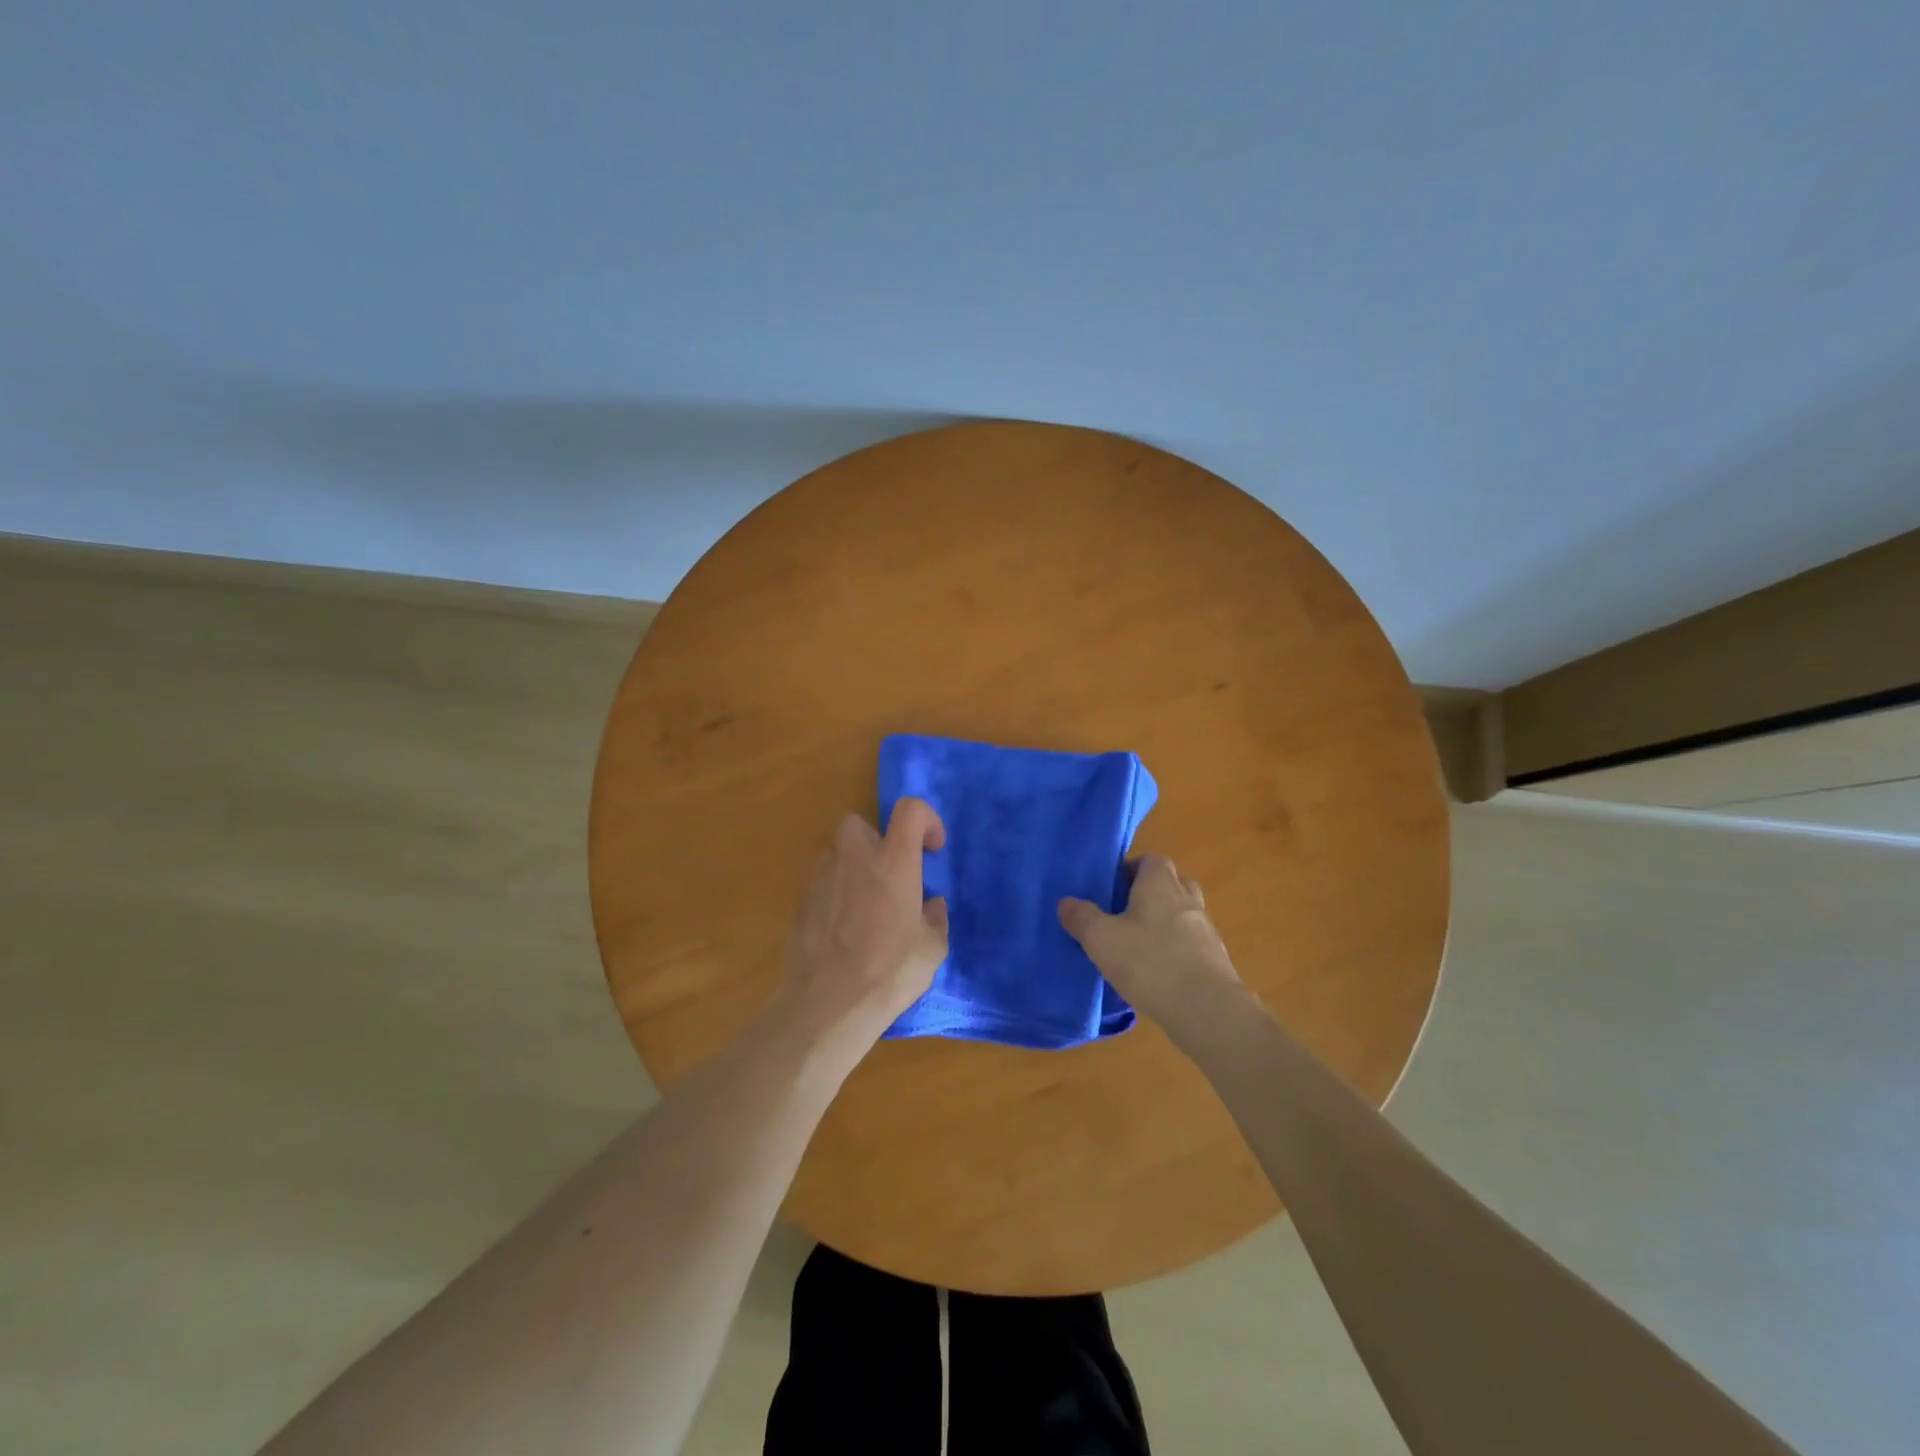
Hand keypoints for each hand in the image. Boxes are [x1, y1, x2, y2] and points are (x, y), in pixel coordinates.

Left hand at [774, 799, 948, 1056]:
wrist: (827, 1004)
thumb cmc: (889, 972)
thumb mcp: (932, 949)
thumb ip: (934, 918)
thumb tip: (930, 906)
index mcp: (894, 861)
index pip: (909, 810)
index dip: (926, 820)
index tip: (931, 850)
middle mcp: (855, 857)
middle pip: (861, 823)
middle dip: (878, 840)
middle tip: (892, 874)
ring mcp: (822, 876)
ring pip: (837, 850)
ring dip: (854, 865)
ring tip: (867, 901)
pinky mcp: (801, 900)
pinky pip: (822, 880)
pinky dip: (835, 890)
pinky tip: (844, 925)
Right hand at [1058, 855, 1246, 1043]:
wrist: (1207, 1010)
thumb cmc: (1149, 962)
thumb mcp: (1101, 939)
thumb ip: (1082, 918)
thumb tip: (1066, 902)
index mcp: (1160, 884)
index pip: (1151, 859)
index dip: (1131, 869)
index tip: (1112, 889)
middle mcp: (1187, 898)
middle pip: (1170, 884)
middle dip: (1149, 894)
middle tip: (1124, 914)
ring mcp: (1206, 930)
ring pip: (1183, 915)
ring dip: (1163, 924)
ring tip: (1137, 947)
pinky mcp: (1216, 960)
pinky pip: (1191, 944)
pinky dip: (1176, 951)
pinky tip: (1157, 974)